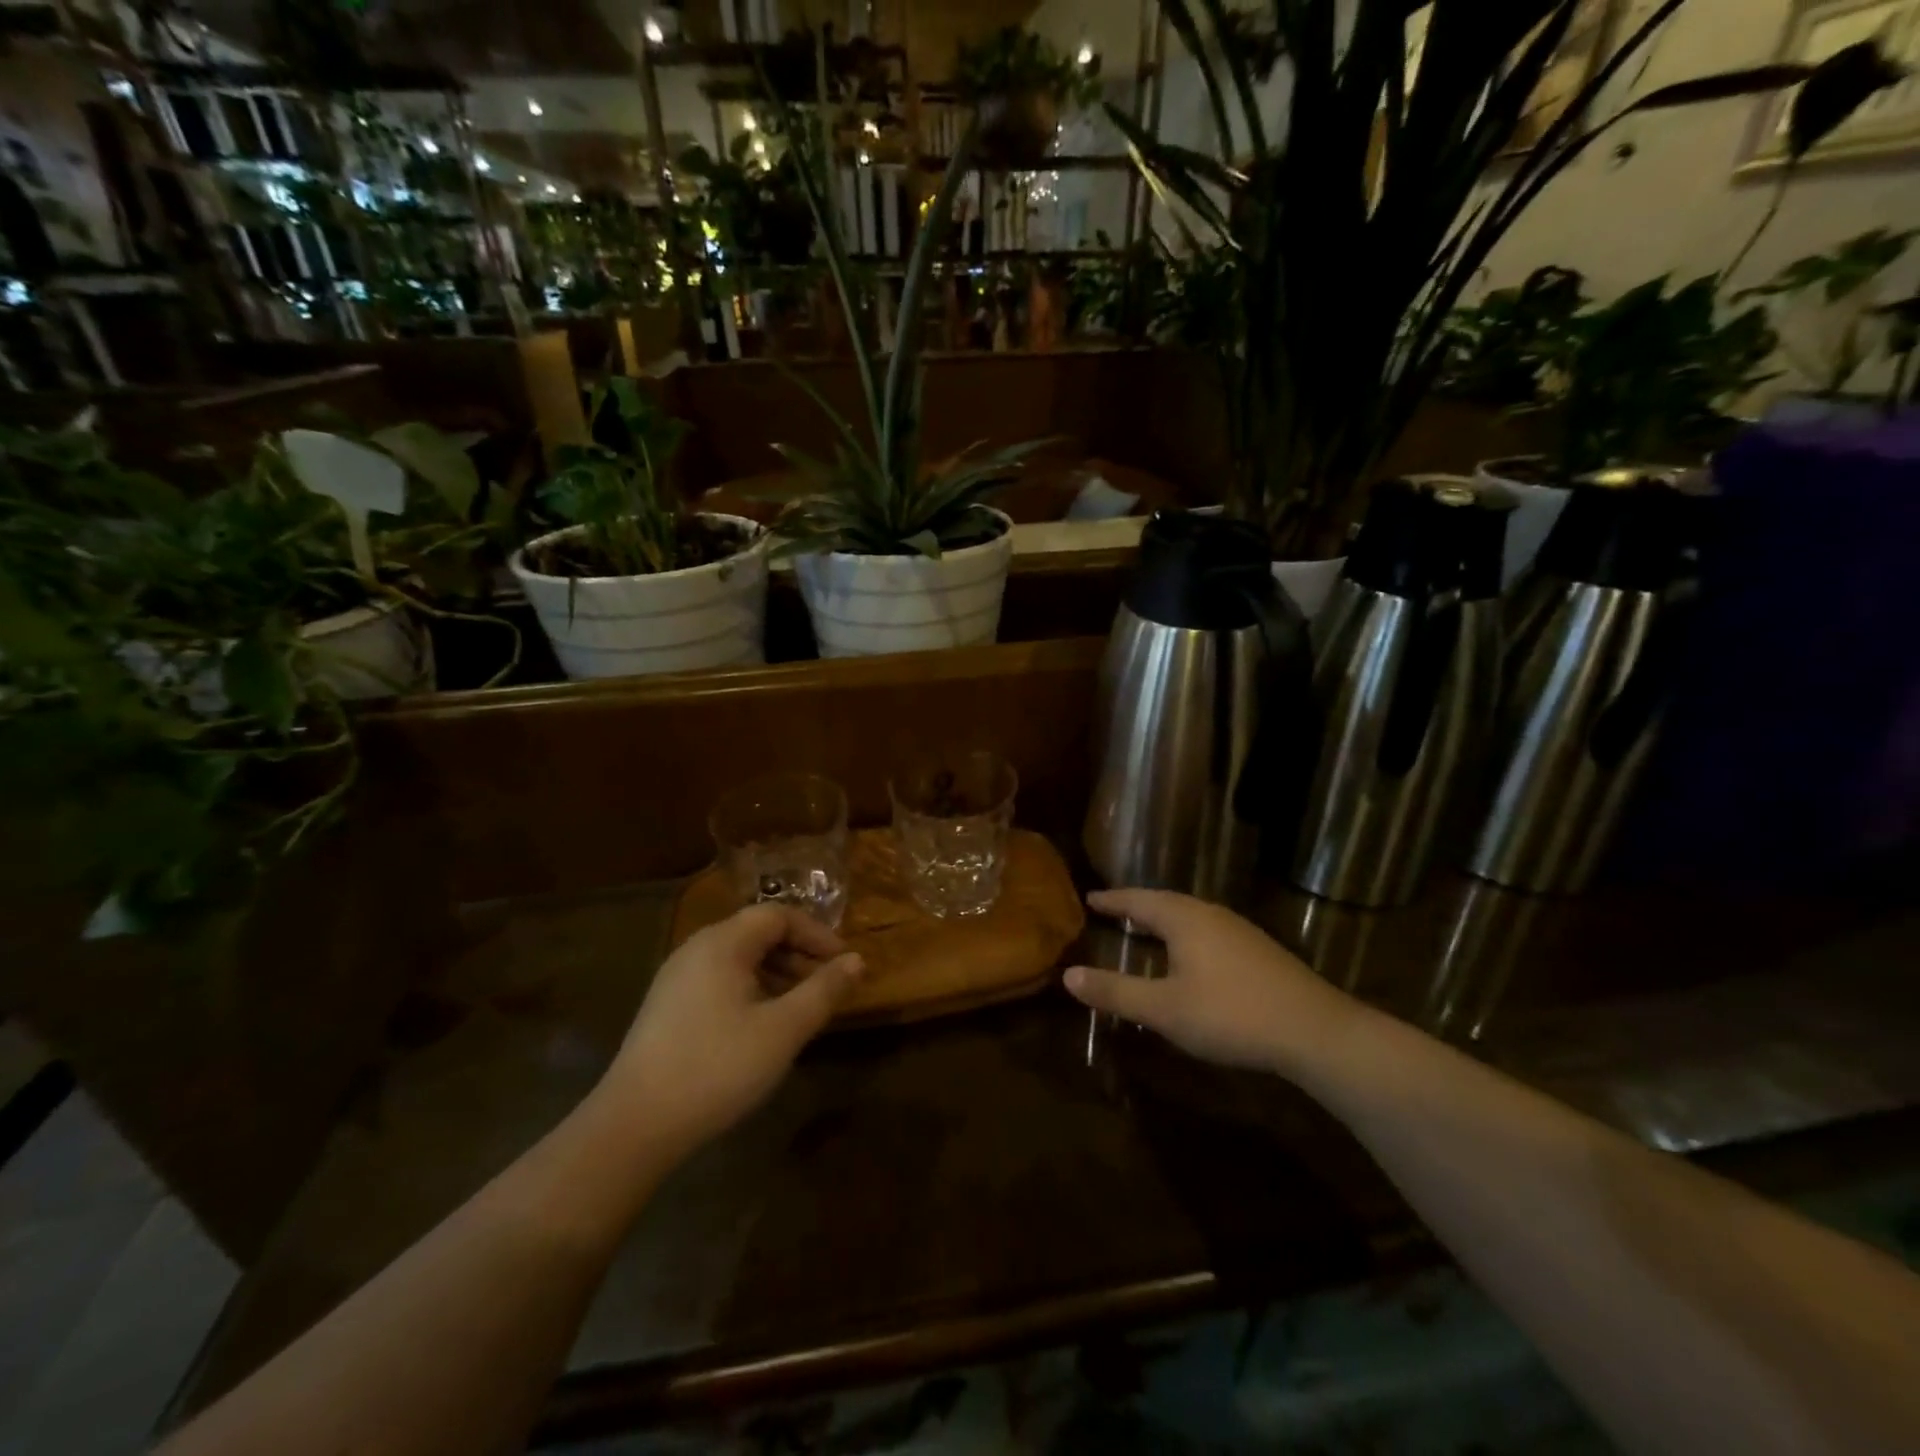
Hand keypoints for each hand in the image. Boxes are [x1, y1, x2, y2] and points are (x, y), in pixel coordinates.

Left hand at [596, 905, 863, 1160]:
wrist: (633, 1126)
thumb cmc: (717, 1068)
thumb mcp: (783, 1030)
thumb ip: (823, 991)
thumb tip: (857, 960)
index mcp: (723, 943)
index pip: (779, 915)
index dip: (817, 934)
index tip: (844, 963)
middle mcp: (696, 949)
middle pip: (757, 933)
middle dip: (799, 954)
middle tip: (827, 986)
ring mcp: (676, 978)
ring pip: (739, 959)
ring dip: (777, 973)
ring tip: (801, 1008)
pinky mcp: (667, 1007)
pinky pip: (720, 980)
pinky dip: (752, 989)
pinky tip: (762, 1026)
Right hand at [1063, 889, 1361, 1080]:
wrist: (1315, 1031)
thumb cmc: (1231, 1014)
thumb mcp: (1164, 1009)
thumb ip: (1116, 991)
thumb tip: (1067, 975)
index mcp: (1184, 918)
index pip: (1138, 900)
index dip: (1112, 900)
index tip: (1090, 897)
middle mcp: (1210, 914)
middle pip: (1165, 903)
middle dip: (1138, 906)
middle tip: (1114, 910)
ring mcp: (1239, 931)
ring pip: (1191, 916)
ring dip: (1164, 920)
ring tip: (1146, 929)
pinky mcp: (1259, 951)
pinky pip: (1208, 931)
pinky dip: (1186, 935)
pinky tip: (1191, 956)